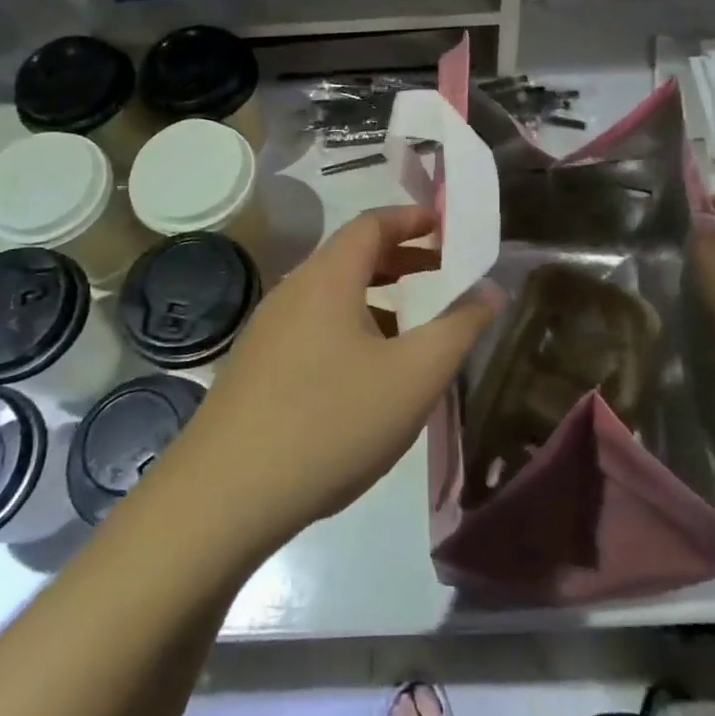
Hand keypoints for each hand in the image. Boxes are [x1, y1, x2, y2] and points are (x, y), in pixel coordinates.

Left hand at [173, 205, 499, 554]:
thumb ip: (459, 327)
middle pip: (350, 256)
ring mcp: (267, 330)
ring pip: (331, 295)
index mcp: (328, 277)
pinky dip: (350, 327)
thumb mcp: (414, 376)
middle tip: (442, 274)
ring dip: (376, 298)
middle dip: (401, 259)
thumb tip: (491, 288)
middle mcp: (293, 291)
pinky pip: (313, 327)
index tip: (446, 227)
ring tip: (413, 326)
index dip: (412, 219)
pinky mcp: (255, 367)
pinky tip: (366, 374)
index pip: (372, 223)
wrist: (223, 496)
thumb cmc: (331, 422)